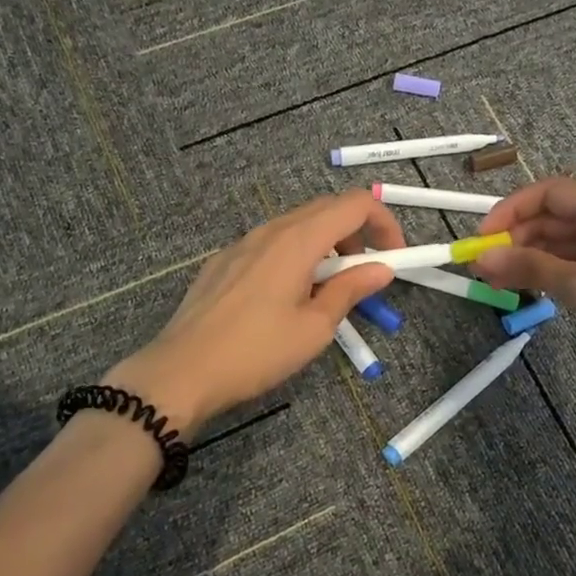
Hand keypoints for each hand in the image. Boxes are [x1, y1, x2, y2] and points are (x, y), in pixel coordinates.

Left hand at [106, 191, 405, 433]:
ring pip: (297, 225)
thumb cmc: (256, 352)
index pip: (355, 203)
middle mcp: (270, 229)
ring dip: (327, 244)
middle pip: (327, 208)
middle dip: (358, 232)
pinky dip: (297, 253)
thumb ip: (350, 290)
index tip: (394, 258)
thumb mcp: (315, 327)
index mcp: (299, 239)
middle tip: (367, 273)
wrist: (181, 372)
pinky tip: (289, 294)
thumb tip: (382, 268)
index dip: (384, 223)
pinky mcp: (224, 260)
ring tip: (330, 287)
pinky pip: (271, 242)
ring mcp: (242, 243)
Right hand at [475, 177, 575, 390]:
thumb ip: (529, 266)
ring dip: (527, 257)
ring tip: (495, 280)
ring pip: (559, 242)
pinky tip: (523, 287)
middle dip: (515, 237)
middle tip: (483, 265)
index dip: (511, 210)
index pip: (549, 192)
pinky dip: (546, 272)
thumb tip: (482, 257)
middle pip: (552, 217)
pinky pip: (571, 263)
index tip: (483, 236)